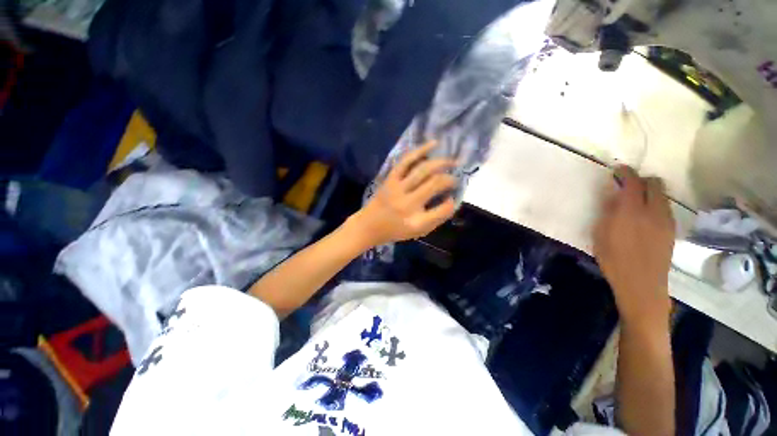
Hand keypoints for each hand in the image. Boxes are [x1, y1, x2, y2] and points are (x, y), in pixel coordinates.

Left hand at [349, 141, 456, 246]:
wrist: (369, 225)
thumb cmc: (396, 229)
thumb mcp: (418, 231)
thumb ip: (436, 218)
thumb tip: (451, 199)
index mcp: (416, 221)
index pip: (442, 209)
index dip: (451, 202)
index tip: (452, 197)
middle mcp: (407, 203)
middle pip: (434, 184)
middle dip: (449, 179)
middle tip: (455, 178)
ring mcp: (398, 188)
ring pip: (422, 170)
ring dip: (440, 163)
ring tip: (452, 161)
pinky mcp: (391, 178)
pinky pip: (406, 161)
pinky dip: (420, 150)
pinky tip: (433, 144)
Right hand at [593, 166, 675, 328]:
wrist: (642, 284)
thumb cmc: (613, 259)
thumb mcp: (600, 234)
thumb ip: (608, 211)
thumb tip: (612, 194)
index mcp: (631, 211)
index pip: (633, 182)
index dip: (626, 172)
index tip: (617, 169)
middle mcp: (653, 211)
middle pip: (654, 183)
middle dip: (641, 179)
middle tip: (627, 185)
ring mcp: (666, 220)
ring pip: (662, 195)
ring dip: (649, 192)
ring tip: (635, 201)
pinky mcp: (671, 230)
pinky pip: (665, 207)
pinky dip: (655, 204)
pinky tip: (644, 216)